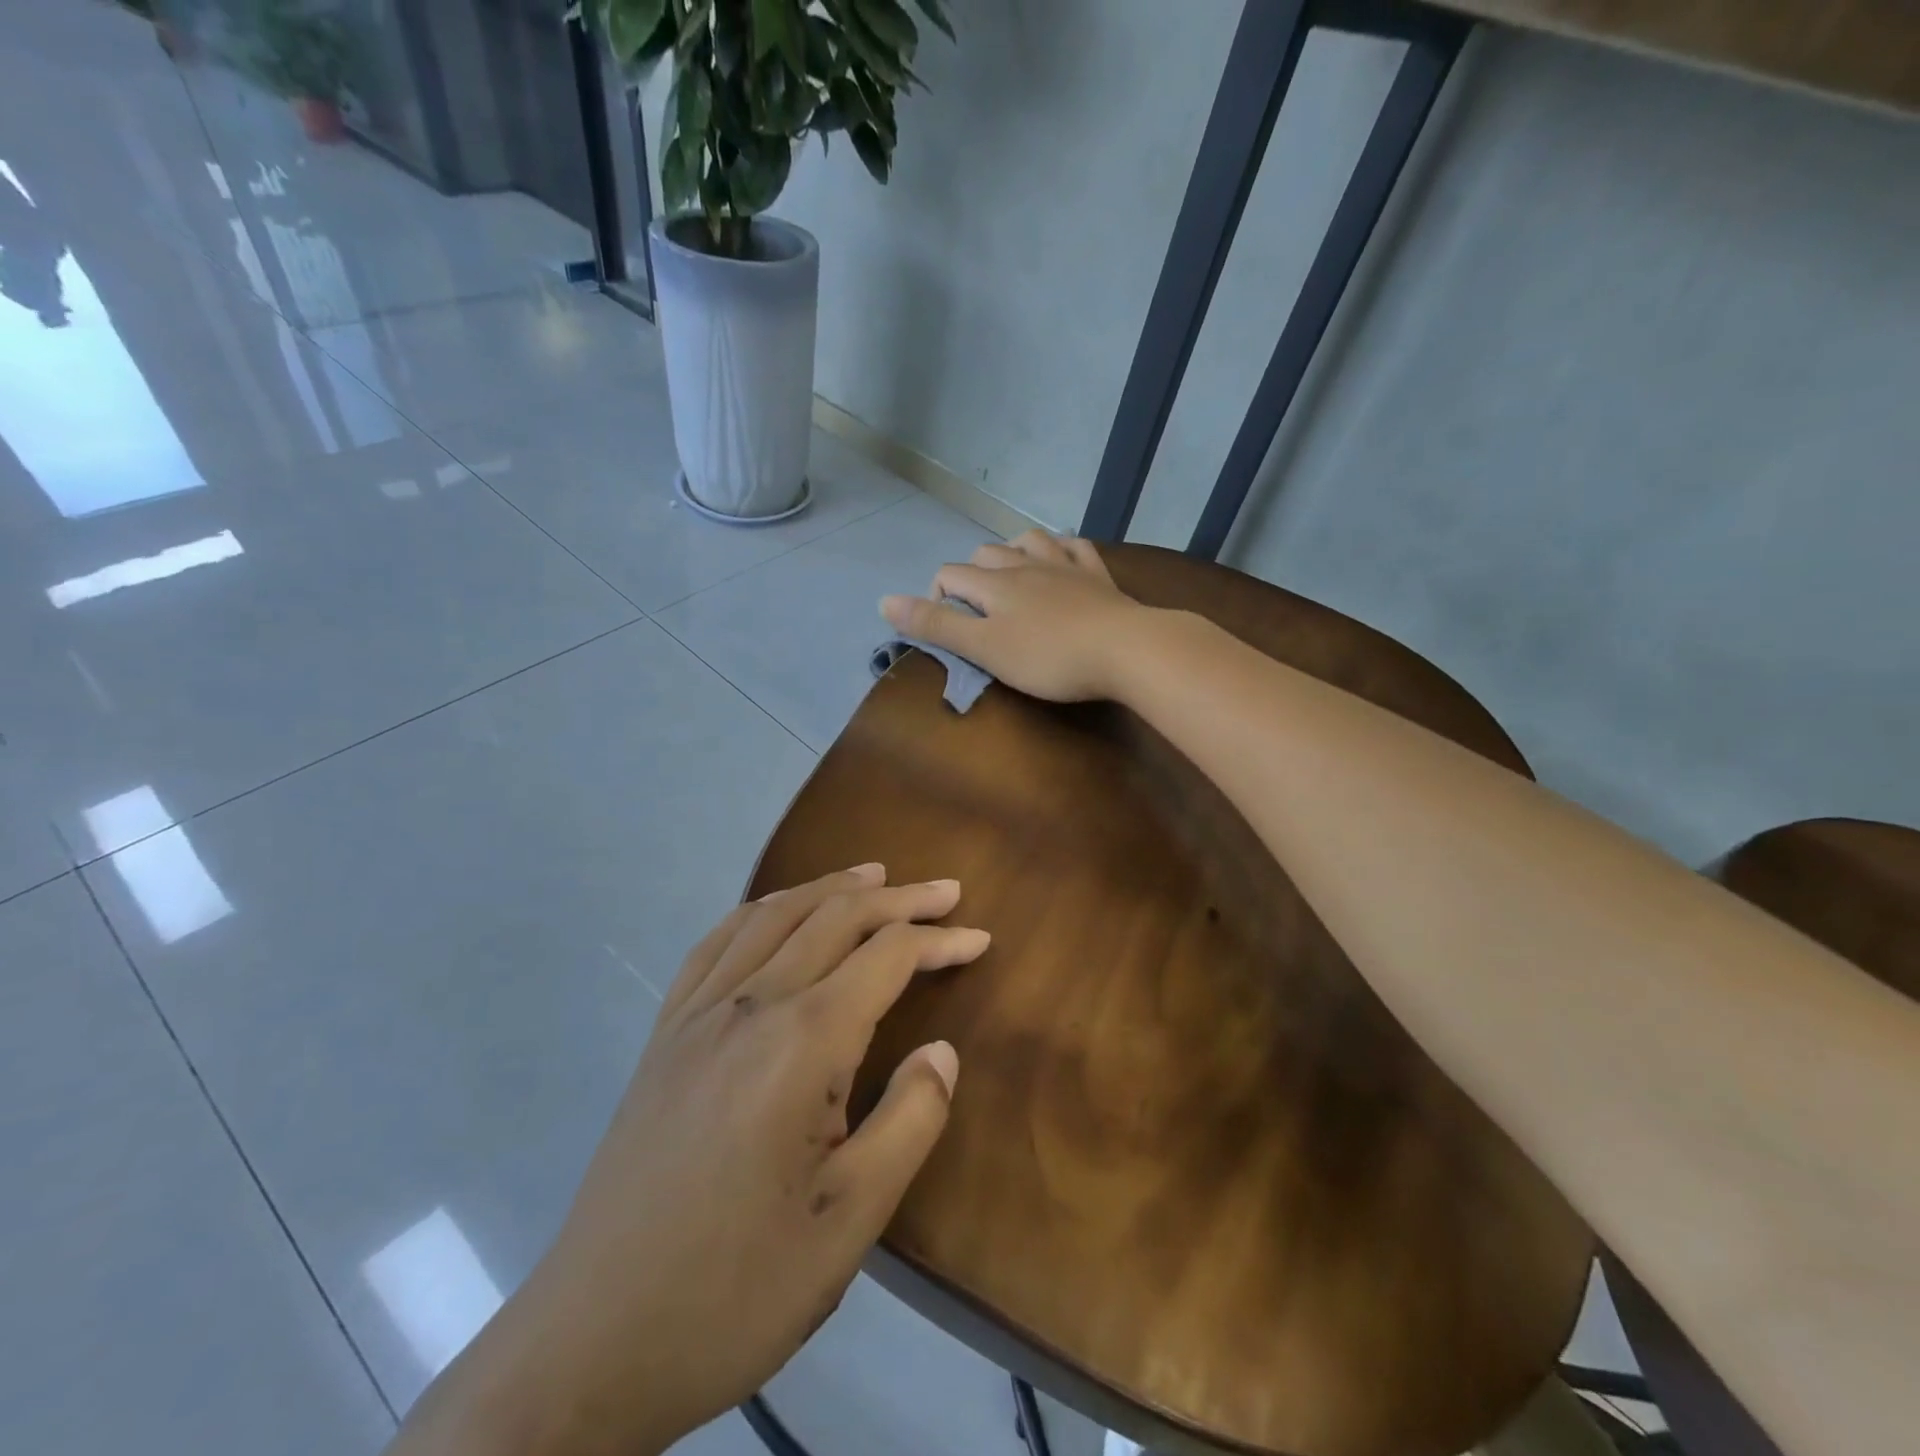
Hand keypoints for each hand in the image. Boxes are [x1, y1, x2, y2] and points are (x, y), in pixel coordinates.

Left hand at [392, 866, 986, 1455]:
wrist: (591, 1344)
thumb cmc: (736, 1288)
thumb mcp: (851, 1221)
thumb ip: (911, 1120)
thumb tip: (942, 1050)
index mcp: (801, 1041)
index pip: (886, 957)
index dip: (939, 941)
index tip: (981, 939)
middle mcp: (748, 1004)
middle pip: (834, 918)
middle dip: (897, 899)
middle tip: (945, 891)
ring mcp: (696, 1014)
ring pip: (774, 916)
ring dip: (829, 888)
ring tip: (871, 876)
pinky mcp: (664, 1035)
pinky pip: (716, 944)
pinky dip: (760, 912)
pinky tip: (773, 914)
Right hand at [880, 530, 1146, 702]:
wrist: (1125, 649)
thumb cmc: (1048, 657)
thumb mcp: (984, 649)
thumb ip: (936, 625)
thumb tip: (884, 601)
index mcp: (994, 583)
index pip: (950, 575)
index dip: (936, 598)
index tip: (945, 631)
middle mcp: (1025, 564)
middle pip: (986, 554)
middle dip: (971, 575)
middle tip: (976, 613)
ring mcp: (1065, 565)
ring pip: (1028, 540)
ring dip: (1012, 553)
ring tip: (1011, 577)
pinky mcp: (1099, 575)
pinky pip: (1075, 546)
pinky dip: (1062, 549)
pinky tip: (1062, 559)